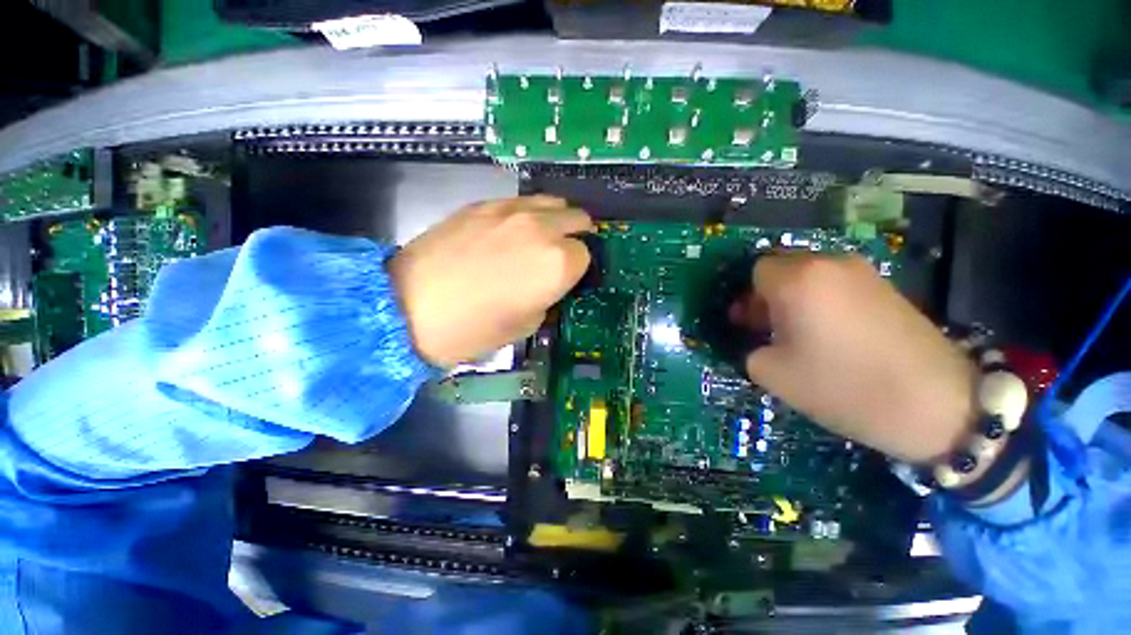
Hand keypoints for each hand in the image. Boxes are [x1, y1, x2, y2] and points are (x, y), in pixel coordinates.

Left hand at [389, 196, 591, 367]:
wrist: (408, 307)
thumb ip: (548, 296)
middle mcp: (542, 230)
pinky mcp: (483, 204)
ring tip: (542, 237)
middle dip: (576, 236)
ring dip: (556, 219)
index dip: (577, 269)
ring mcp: (512, 211)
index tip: (567, 278)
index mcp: (558, 264)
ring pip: (552, 202)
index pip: (585, 255)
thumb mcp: (527, 324)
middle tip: (563, 253)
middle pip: (576, 219)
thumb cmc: (474, 329)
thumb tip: (551, 283)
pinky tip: (512, 230)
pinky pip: (520, 201)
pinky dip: (527, 214)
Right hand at [731, 254, 976, 462]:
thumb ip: (750, 349)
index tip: (750, 326)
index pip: (755, 272)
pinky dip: (823, 301)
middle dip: (768, 296)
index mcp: (797, 280)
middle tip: (770, 331)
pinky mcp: (886, 287)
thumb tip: (758, 341)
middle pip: (782, 269)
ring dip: (795, 299)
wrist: (937, 405)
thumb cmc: (843, 385)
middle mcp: (829, 264)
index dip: (747, 298)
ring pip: (810, 276)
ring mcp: (862, 273)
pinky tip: (833, 333)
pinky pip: (836, 284)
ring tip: (801, 334)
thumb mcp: (773, 374)